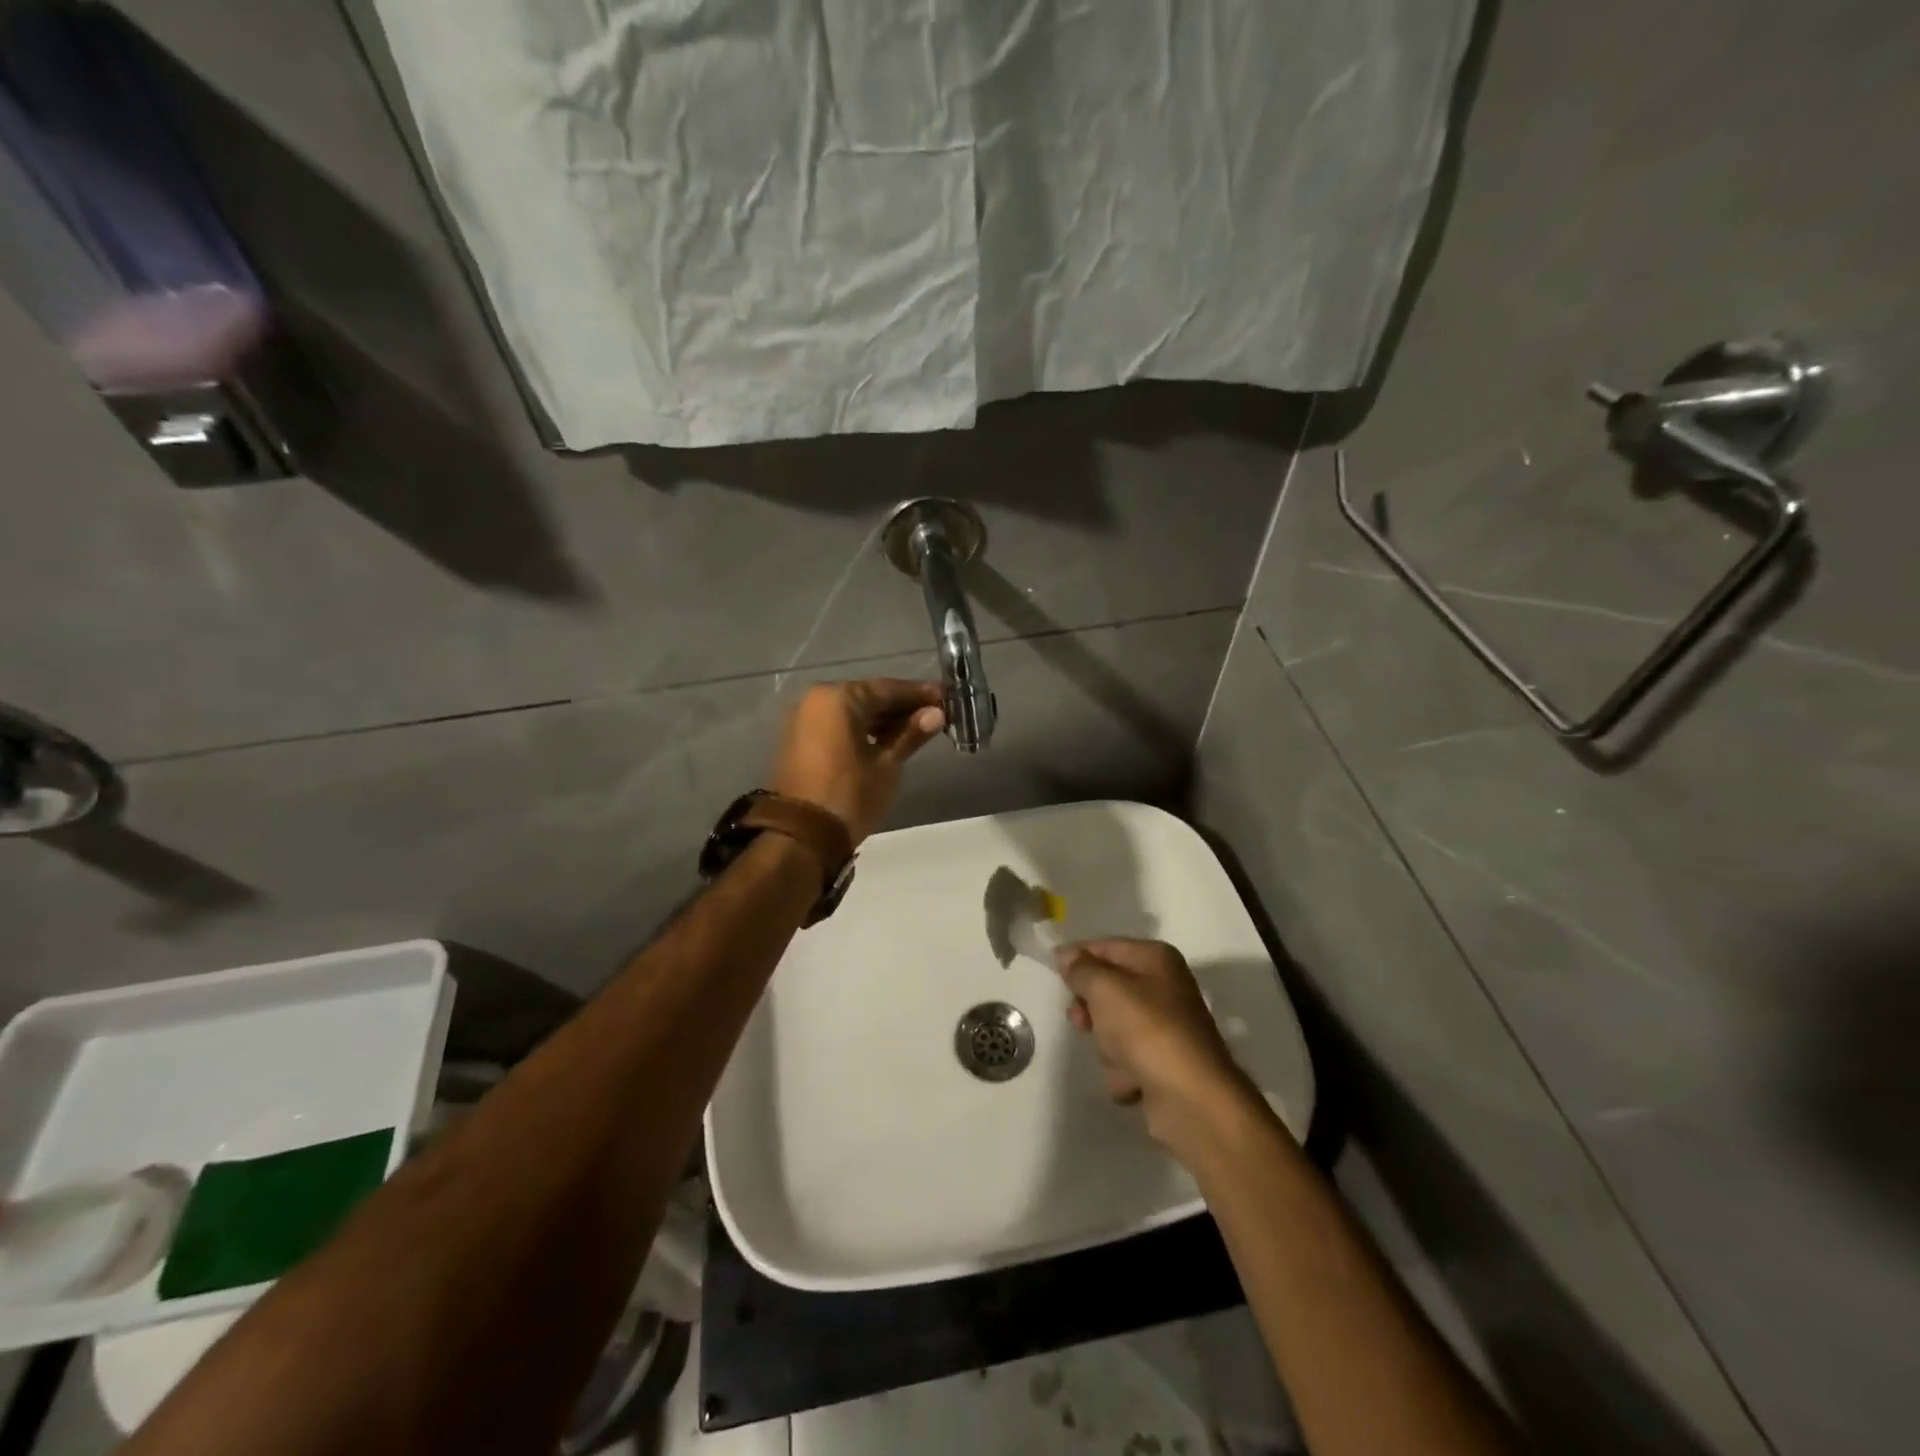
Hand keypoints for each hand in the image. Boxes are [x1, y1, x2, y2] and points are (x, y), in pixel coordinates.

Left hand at [770, 679, 945, 843]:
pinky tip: (886, 741)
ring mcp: (804, 719)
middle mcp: (817, 700)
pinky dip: (861, 730)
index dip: (919, 694)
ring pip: (852, 712)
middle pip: (868, 697)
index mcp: (839, 698)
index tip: (946, 697)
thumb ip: (910, 734)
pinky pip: (837, 725)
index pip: (888, 688)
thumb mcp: (887, 765)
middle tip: (934, 714)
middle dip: (901, 706)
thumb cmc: (850, 795)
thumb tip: (936, 714)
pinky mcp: (799, 740)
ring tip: (915, 730)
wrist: (800, 836)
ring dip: (882, 720)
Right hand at [1056, 938, 1251, 1148]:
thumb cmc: (1146, 1030)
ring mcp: (1166, 1028)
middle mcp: (1164, 987)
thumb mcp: (1105, 988)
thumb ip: (1081, 968)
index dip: (1078, 959)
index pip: (1105, 947)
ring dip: (1106, 1045)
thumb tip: (1066, 954)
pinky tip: (1132, 1080)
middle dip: (1091, 1010)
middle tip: (1082, 1021)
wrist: (1191, 1099)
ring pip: (1114, 1027)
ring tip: (1118, 1058)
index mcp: (1156, 959)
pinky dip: (1124, 1071)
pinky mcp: (1164, 1064)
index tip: (1056, 976)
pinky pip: (1128, 1060)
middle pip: (1108, 989)